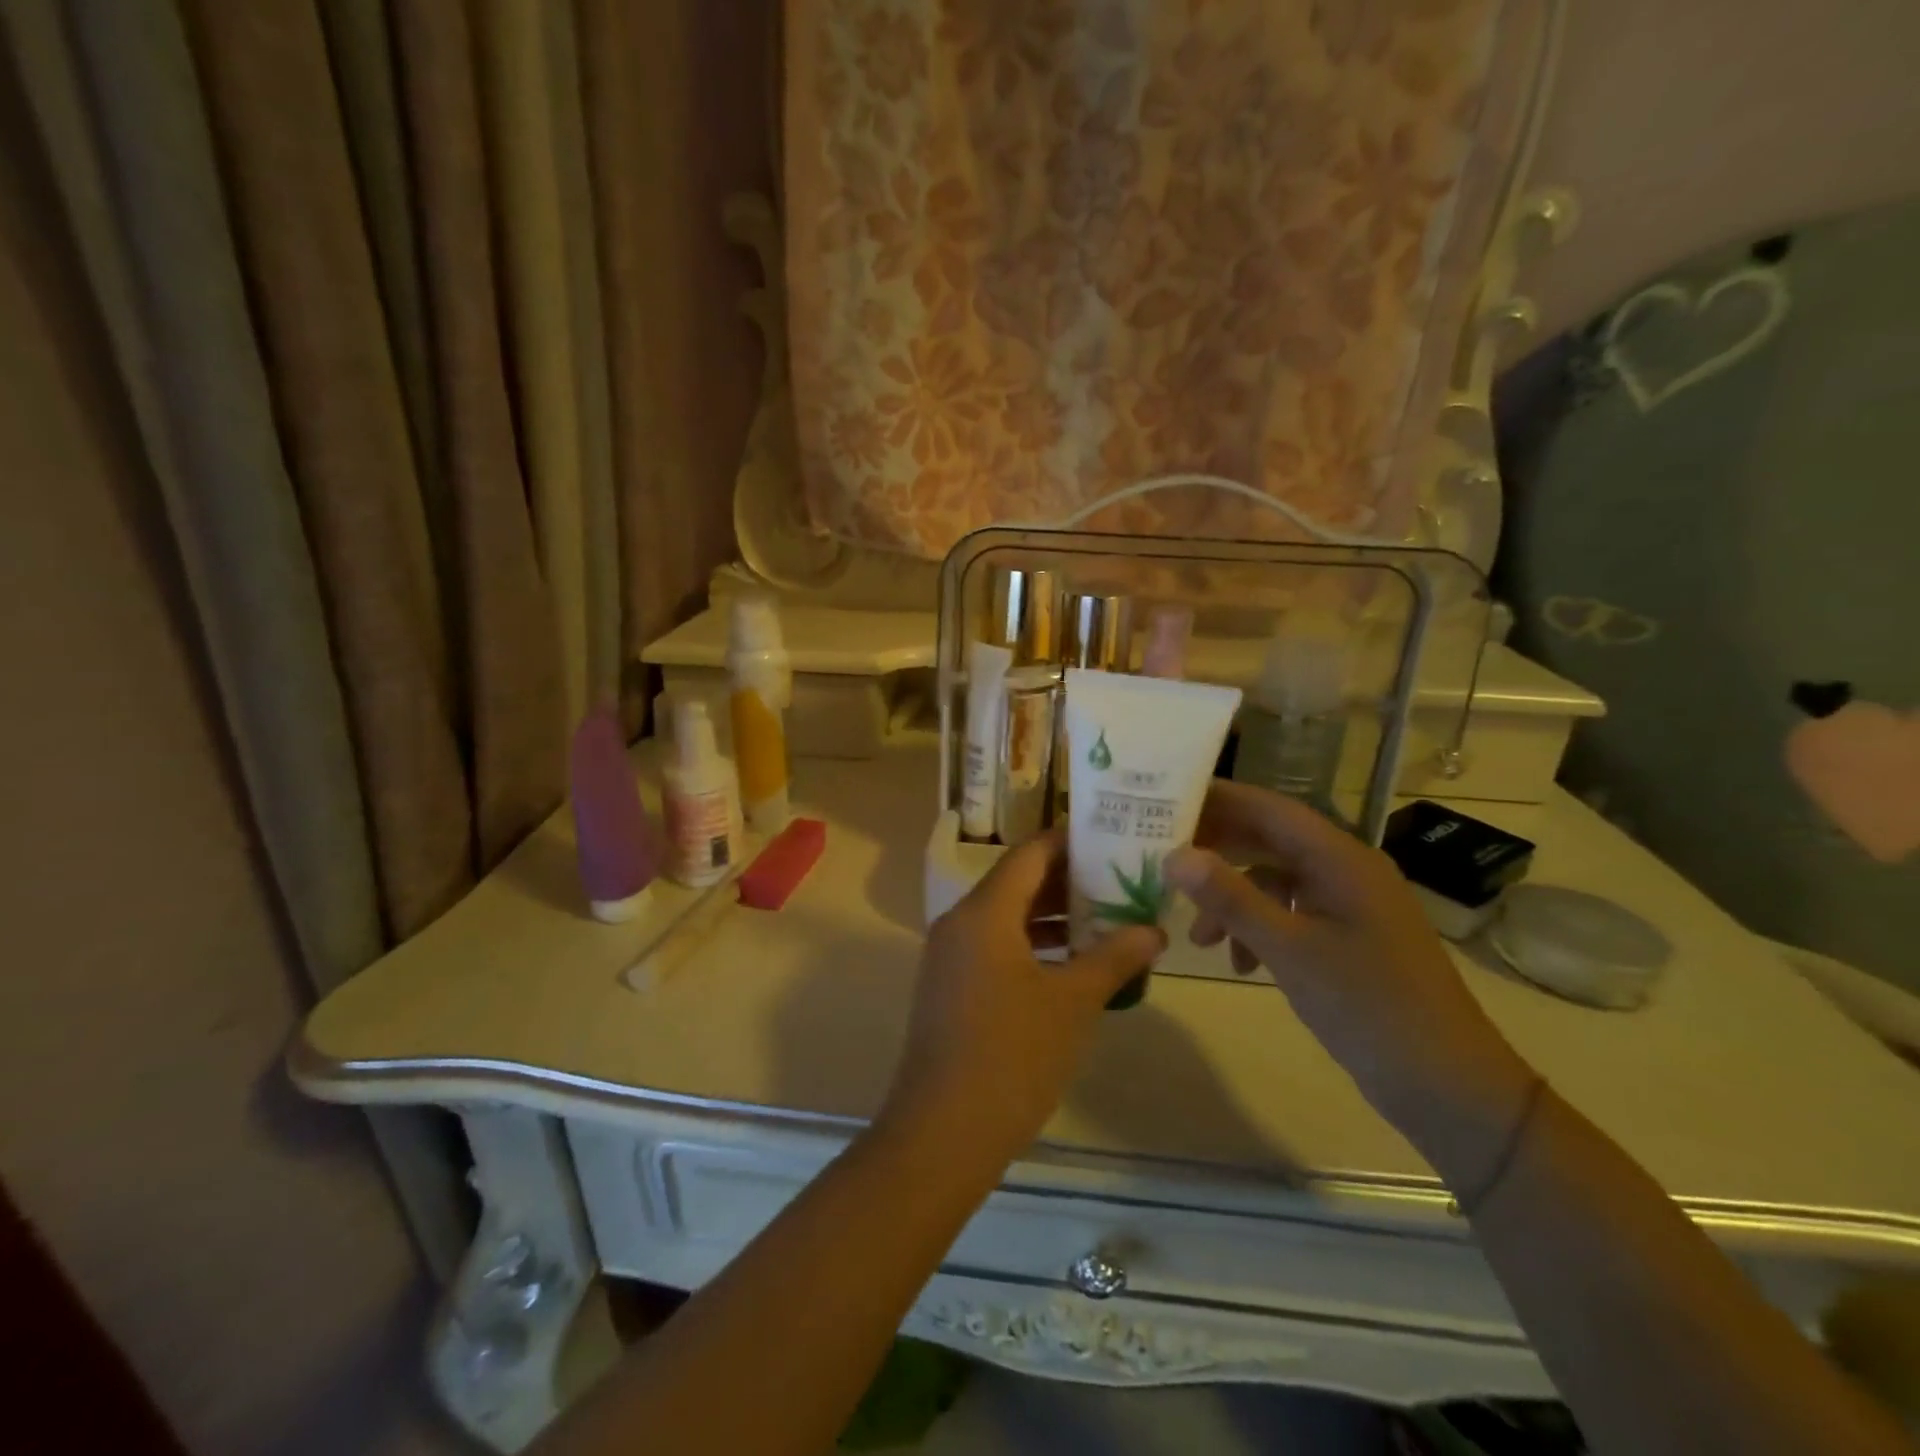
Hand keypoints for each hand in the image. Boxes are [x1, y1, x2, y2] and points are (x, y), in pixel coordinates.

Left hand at [882, 829, 1163, 1165]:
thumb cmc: (1012, 1055)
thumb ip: (1113, 958)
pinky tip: (1072, 965)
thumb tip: (1153, 930)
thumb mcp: (1072, 1003)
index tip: (1111, 838)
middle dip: (1069, 881)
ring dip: (1053, 917)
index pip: (1029, 854)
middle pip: (1017, 883)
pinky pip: (996, 948)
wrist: (943, 1132)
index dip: (1069, 842)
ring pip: (1007, 918)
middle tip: (1121, 879)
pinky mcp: (951, 988)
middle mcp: (960, 923)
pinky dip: (1033, 947)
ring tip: (1108, 919)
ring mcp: (951, 957)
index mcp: (984, 912)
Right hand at [1165, 782, 1534, 1142]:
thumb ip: (1231, 898)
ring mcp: (1347, 905)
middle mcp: (1345, 870)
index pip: (1268, 808)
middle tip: (1163, 861)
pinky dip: (1258, 929)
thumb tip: (1174, 855)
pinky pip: (1290, 914)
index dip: (1217, 799)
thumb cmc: (1370, 1007)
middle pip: (1268, 840)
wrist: (1447, 1086)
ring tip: (1199, 938)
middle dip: (1216, 851)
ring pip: (1273, 881)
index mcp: (1340, 858)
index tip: (1164, 801)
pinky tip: (1240, 964)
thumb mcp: (1290, 950)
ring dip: (1232, 900)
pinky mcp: (1346, 938)